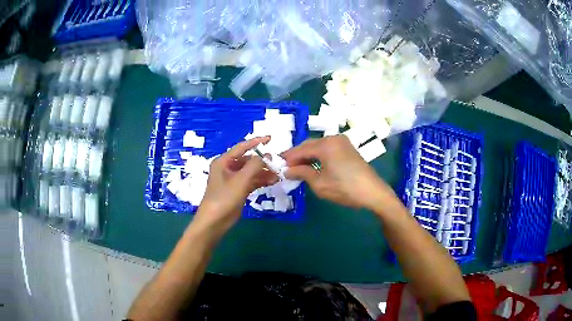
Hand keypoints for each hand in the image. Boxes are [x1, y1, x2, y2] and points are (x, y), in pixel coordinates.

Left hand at [195, 137, 277, 232]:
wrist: (214, 222)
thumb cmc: (224, 198)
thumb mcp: (241, 180)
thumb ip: (254, 165)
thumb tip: (266, 155)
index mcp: (223, 162)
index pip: (242, 147)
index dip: (256, 142)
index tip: (271, 139)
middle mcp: (227, 168)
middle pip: (247, 160)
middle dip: (262, 162)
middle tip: (277, 164)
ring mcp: (232, 180)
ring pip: (250, 172)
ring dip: (263, 173)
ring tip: (278, 175)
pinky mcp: (236, 191)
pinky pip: (250, 182)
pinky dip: (260, 181)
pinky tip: (271, 182)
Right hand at [282, 135, 395, 209]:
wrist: (372, 192)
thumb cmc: (344, 188)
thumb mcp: (319, 183)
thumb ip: (301, 173)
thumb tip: (287, 170)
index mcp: (325, 144)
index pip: (301, 149)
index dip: (289, 158)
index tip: (278, 166)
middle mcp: (333, 138)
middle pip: (309, 145)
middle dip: (298, 156)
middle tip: (287, 168)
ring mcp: (342, 142)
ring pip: (318, 146)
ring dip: (308, 156)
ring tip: (299, 169)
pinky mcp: (348, 148)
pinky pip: (328, 148)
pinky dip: (318, 156)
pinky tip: (314, 166)